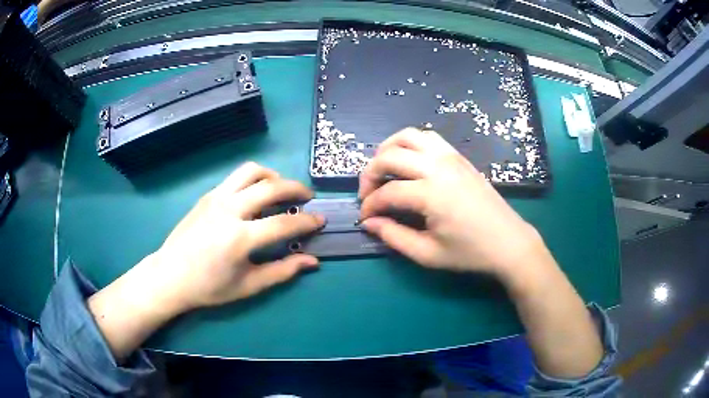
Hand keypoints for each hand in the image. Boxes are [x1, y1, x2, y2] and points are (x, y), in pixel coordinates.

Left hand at [150, 162, 324, 310]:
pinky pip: (236, 178)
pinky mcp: (207, 196)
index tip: (320, 220)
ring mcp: (216, 198)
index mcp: (239, 238)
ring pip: (251, 171)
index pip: (283, 222)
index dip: (306, 221)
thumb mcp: (248, 286)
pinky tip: (255, 196)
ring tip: (281, 188)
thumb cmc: (209, 287)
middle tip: (306, 197)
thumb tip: (312, 261)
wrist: (170, 276)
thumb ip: (282, 271)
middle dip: (295, 188)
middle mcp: (229, 210)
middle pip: (270, 186)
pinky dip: (253, 180)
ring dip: (273, 176)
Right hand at [358, 128, 545, 280]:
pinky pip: (428, 138)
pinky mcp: (459, 156)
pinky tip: (410, 163)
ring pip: (408, 136)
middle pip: (390, 156)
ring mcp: (451, 157)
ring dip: (388, 150)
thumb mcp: (427, 254)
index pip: (387, 193)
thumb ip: (393, 236)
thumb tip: (369, 222)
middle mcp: (438, 167)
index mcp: (431, 193)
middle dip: (370, 174)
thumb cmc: (469, 252)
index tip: (365, 219)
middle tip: (369, 195)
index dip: (370, 206)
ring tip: (384, 170)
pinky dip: (411, 144)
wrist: (508, 242)